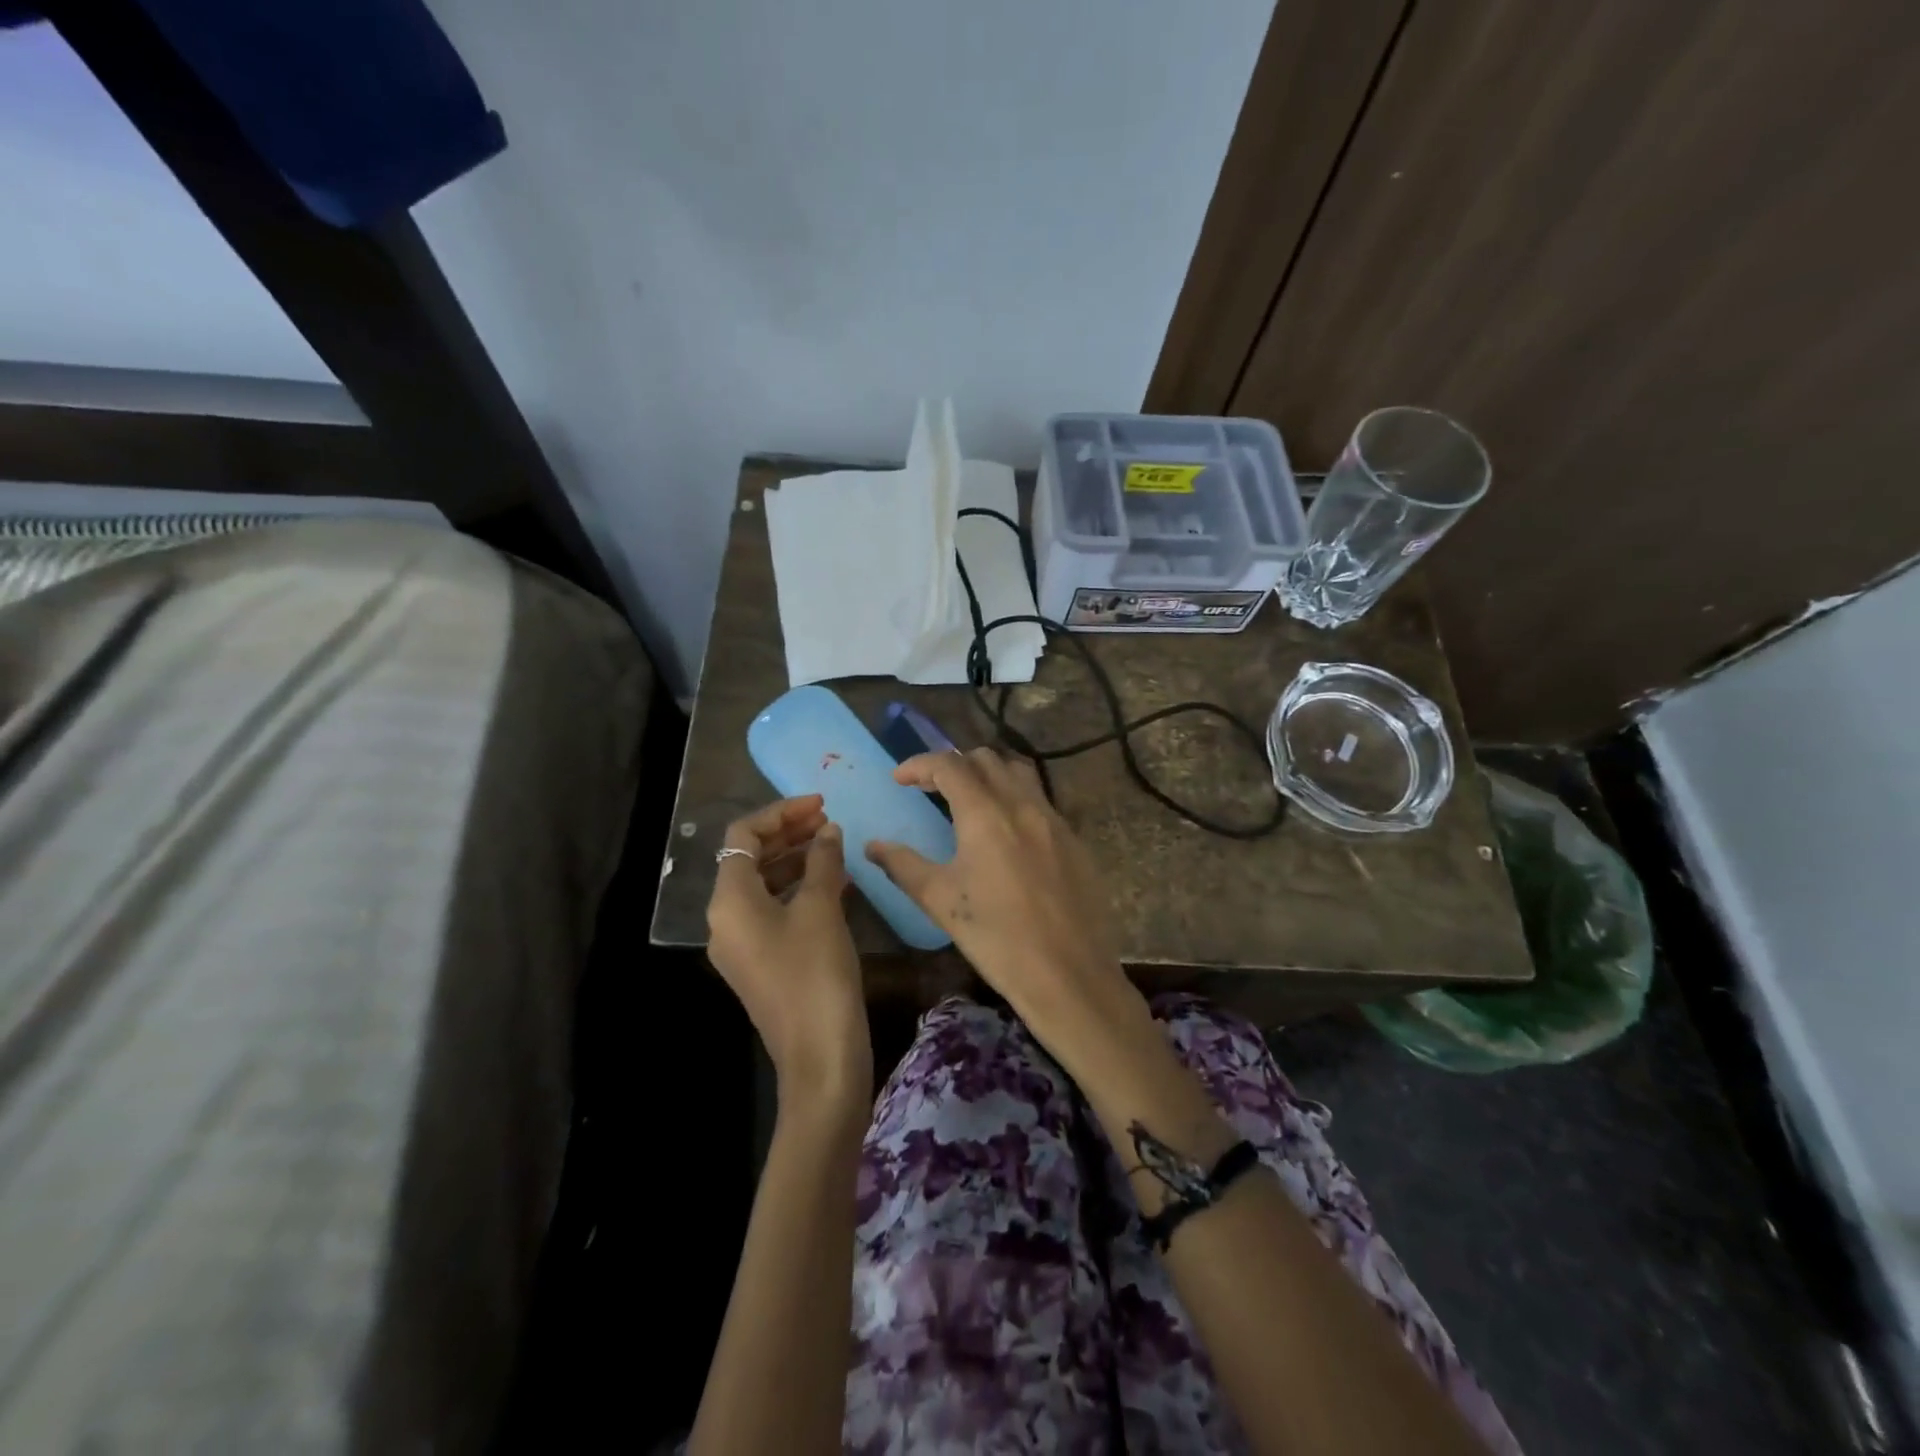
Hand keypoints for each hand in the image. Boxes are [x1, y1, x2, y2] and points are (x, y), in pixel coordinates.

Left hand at [707, 796, 871, 1109]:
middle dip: (788, 833)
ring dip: (795, 859)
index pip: (743, 836)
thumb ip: (823, 861)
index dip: (781, 812)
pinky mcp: (762, 963)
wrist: (820, 1056)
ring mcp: (742, 945)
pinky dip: (799, 889)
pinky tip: (834, 883)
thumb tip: (828, 830)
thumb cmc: (816, 974)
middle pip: (749, 859)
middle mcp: (725, 920)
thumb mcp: (822, 909)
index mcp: (729, 902)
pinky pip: (774, 910)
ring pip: (763, 885)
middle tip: (829, 820)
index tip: (821, 803)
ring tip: (834, 846)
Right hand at [865, 749, 1140, 1056]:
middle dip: (953, 765)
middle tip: (931, 789)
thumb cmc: (997, 939)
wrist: (1069, 975)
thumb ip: (903, 865)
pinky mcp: (1075, 840)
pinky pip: (1041, 799)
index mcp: (987, 814)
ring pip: (1018, 773)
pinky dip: (1015, 798)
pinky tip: (1007, 832)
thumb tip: (873, 846)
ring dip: (988, 774)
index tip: (899, 779)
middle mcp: (1024, 805)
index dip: (919, 764)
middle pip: (986, 760)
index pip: (949, 765)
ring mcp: (1055, 820)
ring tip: (969, 799)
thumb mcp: (941, 901)